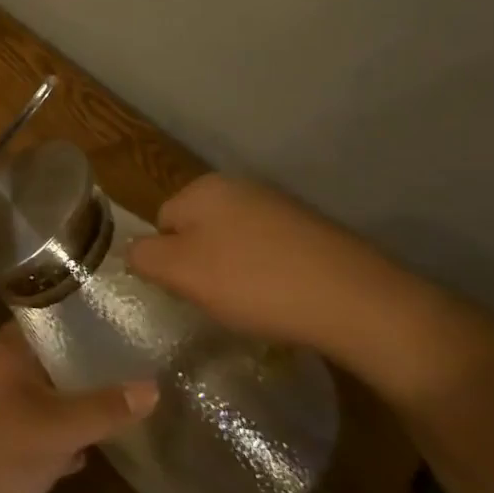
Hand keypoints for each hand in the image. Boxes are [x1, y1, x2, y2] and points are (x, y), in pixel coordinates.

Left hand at [0, 327, 155, 492]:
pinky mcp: (4, 438)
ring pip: (50, 393)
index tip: (120, 316)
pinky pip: (43, 427)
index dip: (83, 315)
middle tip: (136, 359)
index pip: (50, 317)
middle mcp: (5, 369)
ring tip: (126, 397)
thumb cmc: (0, 447)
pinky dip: (67, 432)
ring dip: (79, 399)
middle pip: (54, 356)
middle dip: (89, 362)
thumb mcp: (59, 427)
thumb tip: (153, 386)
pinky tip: (99, 443)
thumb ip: (104, 408)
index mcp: (12, 350)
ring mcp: (3, 404)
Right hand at [125, 174, 479, 397]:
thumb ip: (144, 256)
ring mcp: (279, 206)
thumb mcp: (182, 273)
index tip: (188, 293)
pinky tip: (282, 301)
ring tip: (253, 306)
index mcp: (203, 188)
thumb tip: (134, 251)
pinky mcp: (312, 231)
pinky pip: (270, 253)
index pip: (161, 222)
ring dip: (234, 273)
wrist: (359, 302)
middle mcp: (239, 186)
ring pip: (233, 243)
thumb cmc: (256, 283)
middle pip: (197, 230)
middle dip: (201, 266)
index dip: (168, 262)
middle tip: (217, 301)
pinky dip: (268, 276)